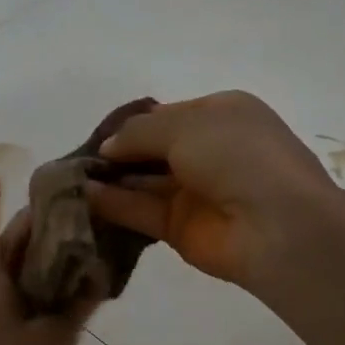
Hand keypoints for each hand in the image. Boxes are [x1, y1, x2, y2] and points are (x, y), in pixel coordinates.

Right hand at [88, 91, 337, 290]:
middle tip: (75, 157)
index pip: (167, 115)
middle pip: (152, 149)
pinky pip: (141, 211)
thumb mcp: (186, 125)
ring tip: (68, 177)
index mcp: (221, 115)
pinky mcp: (181, 229)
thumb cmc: (237, 156)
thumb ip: (140, 132)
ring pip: (143, 182)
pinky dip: (113, 204)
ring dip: (110, 179)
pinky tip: (83, 197)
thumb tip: (108, 147)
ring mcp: (195, 192)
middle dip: (117, 152)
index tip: (98, 132)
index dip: (132, 124)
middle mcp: (208, 151)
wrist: (276, 225)